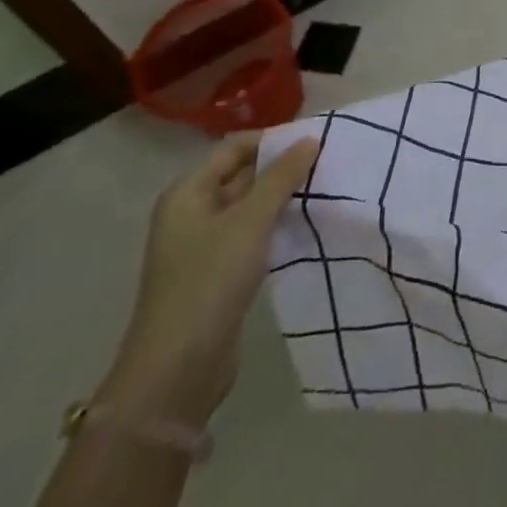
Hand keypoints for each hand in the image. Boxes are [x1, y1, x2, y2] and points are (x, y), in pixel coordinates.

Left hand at [97, 132, 321, 426]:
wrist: (178, 367)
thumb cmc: (210, 280)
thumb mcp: (251, 220)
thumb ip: (282, 177)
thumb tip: (310, 139)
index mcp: (187, 193)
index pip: (235, 148)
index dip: (273, 140)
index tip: (317, 140)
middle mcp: (191, 212)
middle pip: (241, 175)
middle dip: (282, 168)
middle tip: (328, 162)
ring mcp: (203, 245)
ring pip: (250, 206)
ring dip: (283, 197)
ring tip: (325, 188)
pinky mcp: (218, 272)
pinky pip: (252, 234)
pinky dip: (277, 225)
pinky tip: (306, 224)